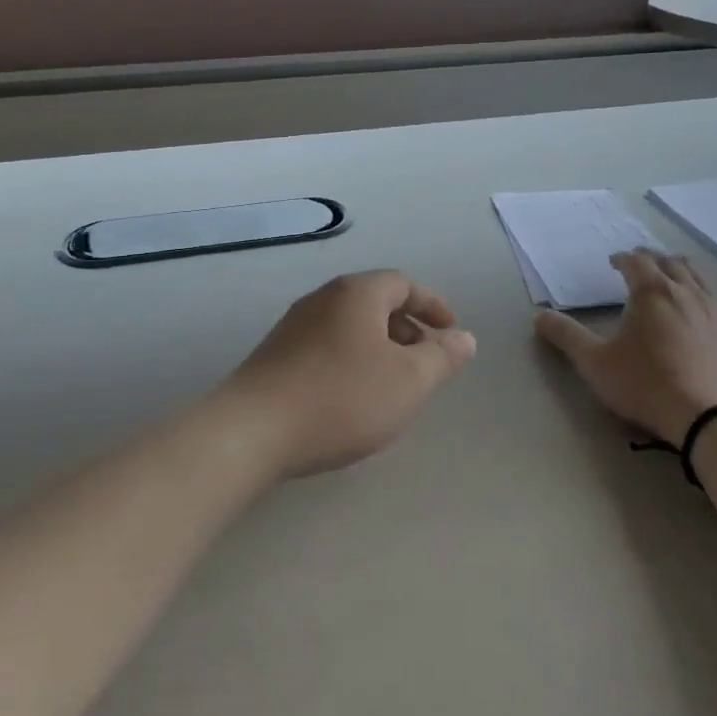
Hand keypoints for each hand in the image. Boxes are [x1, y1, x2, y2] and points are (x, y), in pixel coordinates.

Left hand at [221, 271, 476, 476]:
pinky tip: (353, 398)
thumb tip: (464, 338)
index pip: (403, 284)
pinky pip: (327, 346)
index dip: (433, 306)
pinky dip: (352, 361)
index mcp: (357, 293)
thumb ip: (442, 357)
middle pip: (375, 303)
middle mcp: (323, 298)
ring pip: (350, 327)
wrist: (252, 432)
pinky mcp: (275, 355)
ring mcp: (294, 326)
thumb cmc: (342, 398)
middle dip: (407, 329)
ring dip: (380, 348)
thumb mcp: (408, 381)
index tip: (450, 331)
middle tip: (426, 362)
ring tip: (393, 385)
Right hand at [535, 249, 716, 445]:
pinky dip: (707, 296)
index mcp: (651, 291)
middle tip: (639, 266)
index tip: (613, 263)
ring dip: (679, 272)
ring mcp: (716, 310)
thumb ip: (567, 337)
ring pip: (697, 277)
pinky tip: (706, 307)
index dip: (622, 258)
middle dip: (651, 260)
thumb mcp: (596, 364)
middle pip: (669, 262)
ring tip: (670, 279)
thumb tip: (539, 316)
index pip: (635, 261)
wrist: (715, 417)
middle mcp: (686, 291)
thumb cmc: (648, 385)